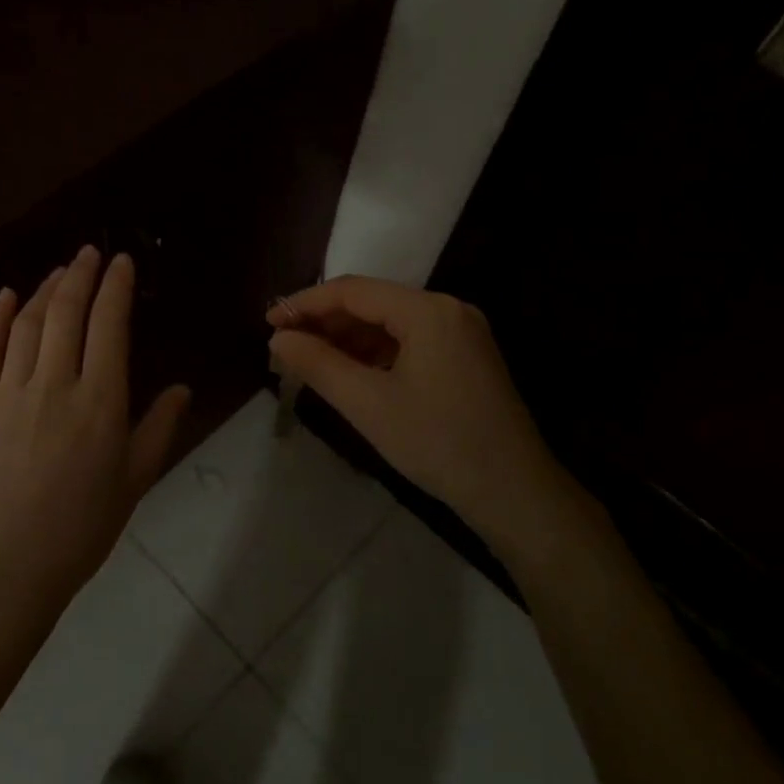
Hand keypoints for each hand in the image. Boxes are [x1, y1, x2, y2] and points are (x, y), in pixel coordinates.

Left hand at [0, 246, 188, 621]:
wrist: (8, 566)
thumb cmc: (82, 528)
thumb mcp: (135, 480)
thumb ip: (159, 428)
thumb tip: (183, 387)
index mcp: (100, 402)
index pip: (109, 326)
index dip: (116, 287)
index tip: (121, 261)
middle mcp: (55, 386)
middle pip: (67, 313)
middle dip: (80, 275)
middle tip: (90, 252)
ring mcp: (10, 393)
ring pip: (28, 325)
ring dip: (45, 290)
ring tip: (60, 272)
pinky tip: (6, 296)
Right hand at [267, 277, 595, 565]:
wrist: (514, 492)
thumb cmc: (437, 443)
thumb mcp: (368, 404)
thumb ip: (318, 364)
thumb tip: (279, 339)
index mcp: (428, 311)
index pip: (353, 291)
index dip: (305, 304)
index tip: (269, 322)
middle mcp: (448, 310)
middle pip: (372, 303)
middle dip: (325, 322)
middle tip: (284, 346)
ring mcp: (461, 333)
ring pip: (390, 323)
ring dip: (348, 338)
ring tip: (308, 360)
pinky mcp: (465, 357)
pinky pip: (409, 341)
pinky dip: (374, 353)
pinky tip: (349, 372)